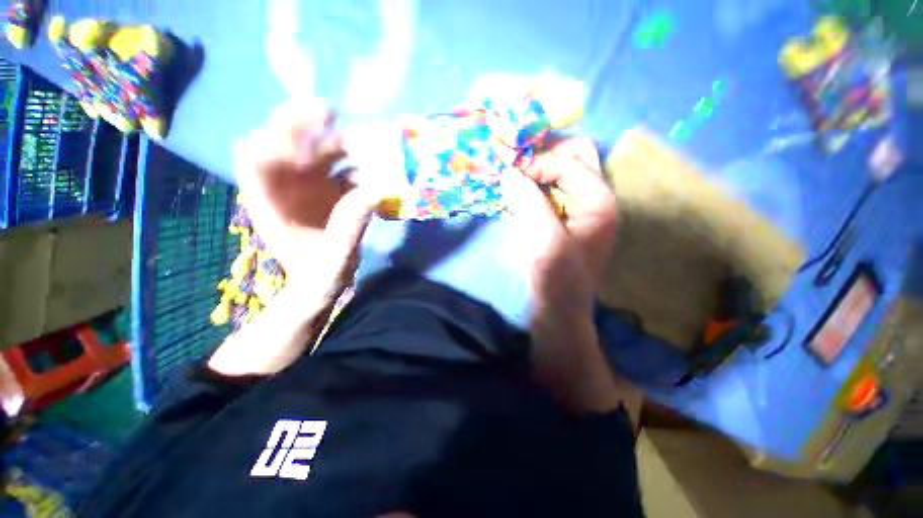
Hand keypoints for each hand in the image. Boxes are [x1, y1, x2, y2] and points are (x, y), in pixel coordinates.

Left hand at [233, 99, 377, 308]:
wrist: (322, 284)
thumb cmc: (320, 274)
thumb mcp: (335, 257)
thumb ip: (350, 226)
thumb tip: (375, 191)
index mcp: (270, 202)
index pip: (258, 157)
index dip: (278, 132)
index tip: (305, 121)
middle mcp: (286, 187)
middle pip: (289, 145)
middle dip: (310, 128)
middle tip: (338, 116)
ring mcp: (309, 187)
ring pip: (319, 154)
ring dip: (342, 146)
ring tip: (369, 145)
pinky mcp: (330, 192)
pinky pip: (342, 170)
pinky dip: (359, 167)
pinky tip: (377, 170)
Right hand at [505, 138, 636, 418]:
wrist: (558, 311)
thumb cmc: (556, 280)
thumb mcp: (545, 241)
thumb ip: (529, 202)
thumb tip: (510, 171)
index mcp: (599, 202)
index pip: (569, 162)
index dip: (538, 162)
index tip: (509, 174)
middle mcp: (596, 198)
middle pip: (576, 156)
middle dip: (545, 155)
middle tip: (517, 168)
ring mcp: (582, 207)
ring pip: (564, 170)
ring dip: (539, 168)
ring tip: (515, 178)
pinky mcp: (567, 218)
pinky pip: (553, 188)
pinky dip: (536, 185)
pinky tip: (520, 194)